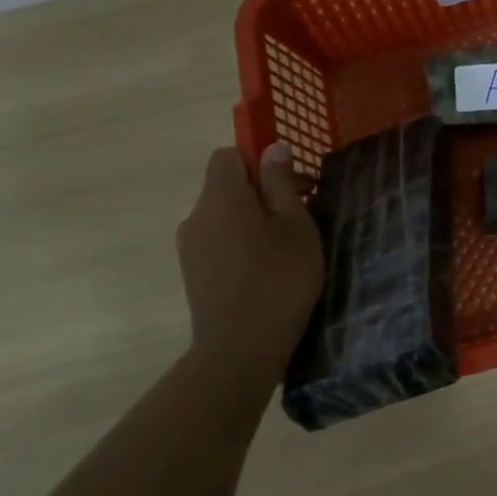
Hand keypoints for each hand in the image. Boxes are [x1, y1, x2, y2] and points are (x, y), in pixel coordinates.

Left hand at [177, 145, 324, 370]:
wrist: (241, 347)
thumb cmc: (279, 277)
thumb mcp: (295, 224)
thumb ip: (281, 183)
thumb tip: (272, 147)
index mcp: (221, 197)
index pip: (228, 155)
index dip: (259, 159)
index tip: (292, 180)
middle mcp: (197, 216)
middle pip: (227, 186)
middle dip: (264, 190)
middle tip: (305, 211)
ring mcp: (191, 247)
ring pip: (225, 216)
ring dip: (255, 218)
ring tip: (290, 243)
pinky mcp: (194, 274)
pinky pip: (220, 241)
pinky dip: (243, 242)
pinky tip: (270, 267)